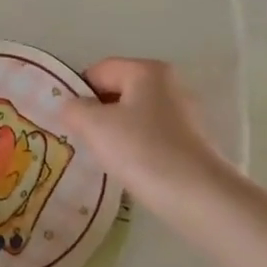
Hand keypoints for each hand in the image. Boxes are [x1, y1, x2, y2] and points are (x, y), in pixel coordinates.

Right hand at [61, 58, 229, 207]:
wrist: (198, 196)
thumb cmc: (142, 150)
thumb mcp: (94, 125)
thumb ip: (73, 109)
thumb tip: (70, 107)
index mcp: (147, 70)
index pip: (99, 71)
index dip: (77, 93)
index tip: (68, 121)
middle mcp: (169, 84)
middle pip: (117, 91)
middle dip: (96, 113)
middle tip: (81, 139)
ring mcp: (184, 113)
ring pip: (133, 115)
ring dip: (114, 133)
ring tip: (104, 157)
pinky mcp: (191, 141)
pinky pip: (150, 135)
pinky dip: (135, 147)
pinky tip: (130, 167)